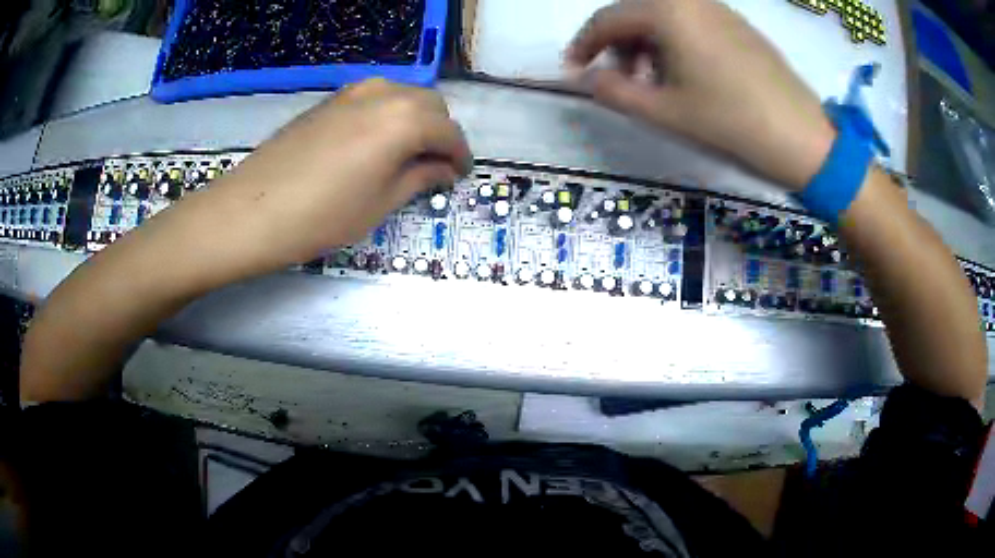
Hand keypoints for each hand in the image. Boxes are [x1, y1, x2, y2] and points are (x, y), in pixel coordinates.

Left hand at [197, 78, 471, 269]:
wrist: (250, 210)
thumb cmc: (321, 216)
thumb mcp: (379, 204)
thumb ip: (419, 178)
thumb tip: (444, 169)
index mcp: (404, 119)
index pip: (449, 131)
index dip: (460, 155)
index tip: (460, 175)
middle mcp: (383, 94)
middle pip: (429, 105)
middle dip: (440, 133)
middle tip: (434, 167)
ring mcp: (352, 93)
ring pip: (401, 96)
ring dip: (414, 120)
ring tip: (406, 154)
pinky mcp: (329, 101)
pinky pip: (374, 98)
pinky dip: (387, 115)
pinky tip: (374, 143)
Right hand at [565, 0, 836, 189]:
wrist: (802, 137)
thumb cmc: (730, 122)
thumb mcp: (664, 112)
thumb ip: (614, 92)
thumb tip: (587, 80)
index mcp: (667, 11)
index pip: (607, 18)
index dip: (583, 45)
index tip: (573, 71)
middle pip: (635, 12)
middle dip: (616, 43)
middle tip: (617, 80)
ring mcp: (719, 9)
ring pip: (665, 17)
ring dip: (646, 43)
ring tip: (652, 82)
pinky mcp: (739, 25)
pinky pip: (692, 22)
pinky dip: (674, 42)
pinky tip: (685, 74)